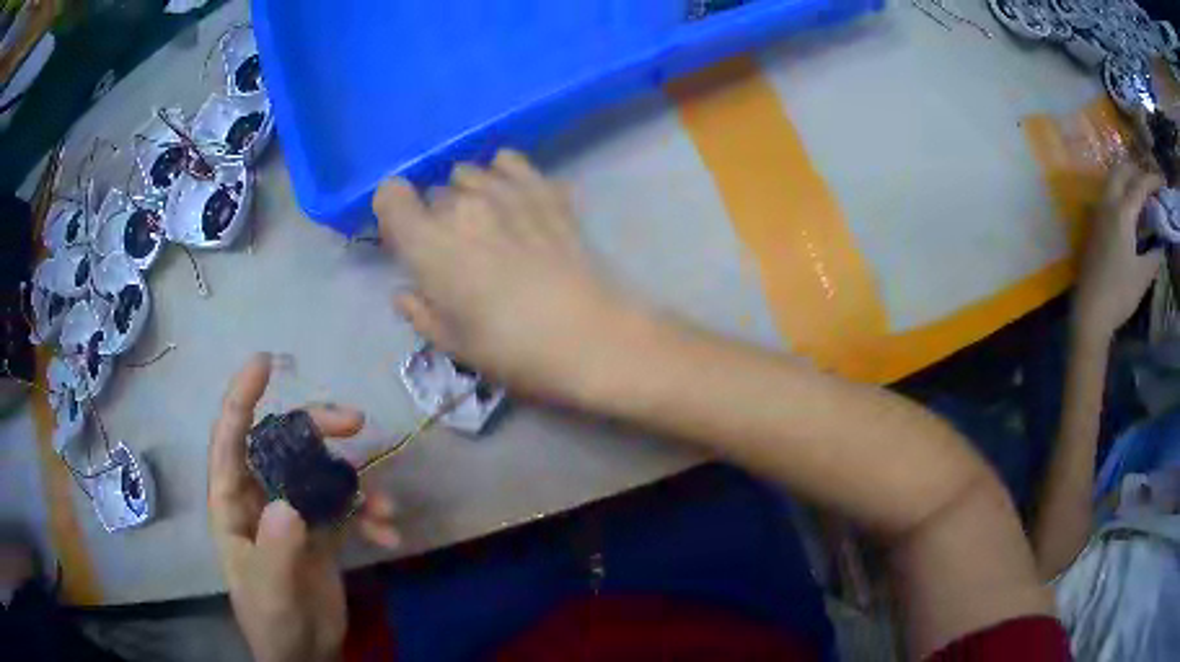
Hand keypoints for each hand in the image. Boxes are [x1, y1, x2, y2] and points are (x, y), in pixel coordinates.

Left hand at [207, 353, 399, 661]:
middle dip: (318, 429)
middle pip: (285, 445)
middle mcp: (262, 498)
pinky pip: (347, 508)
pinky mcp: (322, 531)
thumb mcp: (270, 591)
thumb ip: (275, 548)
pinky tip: (389, 534)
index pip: (230, 441)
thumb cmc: (271, 620)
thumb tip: (289, 503)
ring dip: (356, 482)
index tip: (264, 363)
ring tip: (387, 507)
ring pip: (321, 473)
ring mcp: (294, 513)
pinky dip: (370, 515)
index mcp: (233, 504)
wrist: (304, 652)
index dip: (242, 398)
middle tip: (355, 422)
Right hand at [374, 150, 632, 400]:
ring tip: (487, 223)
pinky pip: (510, 161)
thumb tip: (405, 294)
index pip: (389, 195)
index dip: (393, 213)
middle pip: (432, 192)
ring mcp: (506, 191)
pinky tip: (514, 199)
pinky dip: (503, 174)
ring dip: (468, 193)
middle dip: (434, 216)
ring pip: (468, 173)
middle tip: (455, 249)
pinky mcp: (544, 189)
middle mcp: (461, 205)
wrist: (588, 335)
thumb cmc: (512, 348)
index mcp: (428, 243)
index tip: (405, 239)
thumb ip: (420, 312)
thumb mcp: (453, 343)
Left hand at [1074, 164, 1164, 343]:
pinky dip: (1119, 193)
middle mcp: (1107, 204)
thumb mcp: (1143, 276)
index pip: (1139, 185)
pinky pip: (1107, 196)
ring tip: (1142, 192)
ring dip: (1127, 179)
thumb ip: (1154, 256)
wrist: (1090, 312)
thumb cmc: (1120, 294)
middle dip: (1137, 170)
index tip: (1162, 180)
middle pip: (1121, 171)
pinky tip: (1129, 209)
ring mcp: (1097, 212)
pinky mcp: (1092, 225)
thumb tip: (1161, 246)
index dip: (1152, 179)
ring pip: (1111, 181)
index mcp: (1122, 212)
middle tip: (1151, 183)